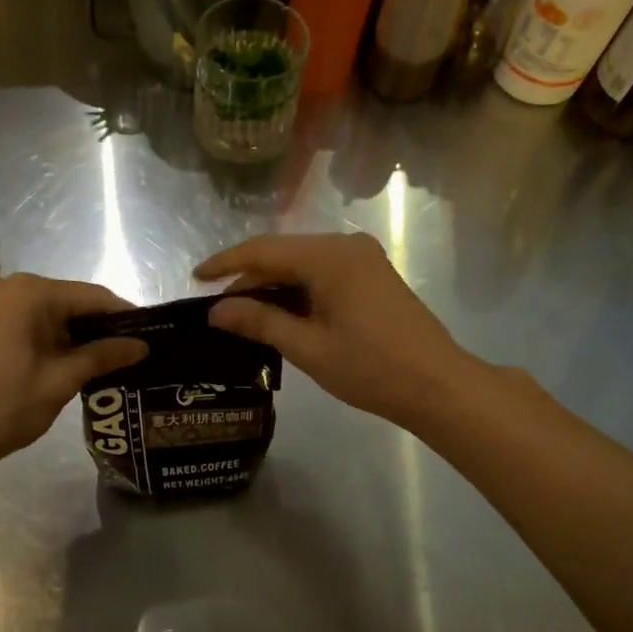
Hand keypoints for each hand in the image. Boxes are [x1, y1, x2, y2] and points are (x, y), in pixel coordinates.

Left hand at [0, 271, 147, 483]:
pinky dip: (45, 337)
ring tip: (102, 361)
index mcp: (30, 293)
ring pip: (44, 311)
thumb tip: (141, 345)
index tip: (150, 335)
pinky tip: (63, 361)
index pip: (92, 296)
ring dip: (71, 334)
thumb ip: (102, 356)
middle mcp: (6, 286)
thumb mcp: (60, 381)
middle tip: (128, 353)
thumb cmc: (3, 407)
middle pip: (67, 300)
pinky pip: (21, 320)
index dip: (124, 316)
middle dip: (98, 326)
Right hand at [197, 233, 473, 430]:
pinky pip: (322, 274)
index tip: (195, 278)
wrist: (437, 385)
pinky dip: (297, 291)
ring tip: (242, 315)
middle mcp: (346, 246)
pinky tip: (280, 314)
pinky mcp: (371, 276)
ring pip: (302, 264)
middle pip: (283, 253)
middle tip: (218, 308)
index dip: (226, 263)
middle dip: (249, 278)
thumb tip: (217, 311)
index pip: (264, 250)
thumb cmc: (371, 368)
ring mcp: (362, 259)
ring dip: (273, 286)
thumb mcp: (308, 348)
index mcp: (330, 256)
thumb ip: (260, 323)